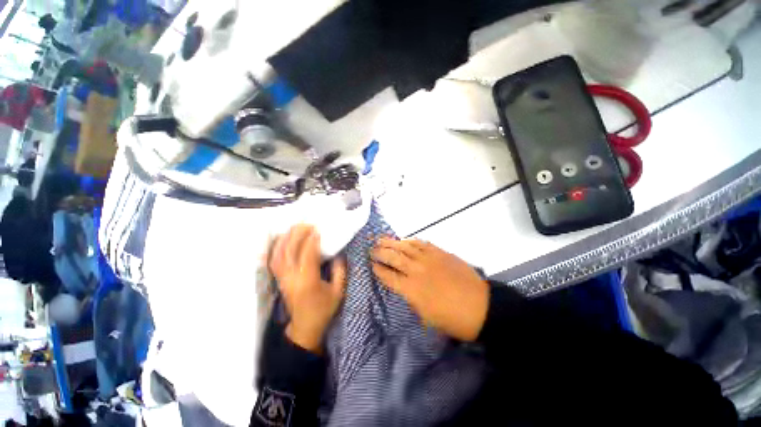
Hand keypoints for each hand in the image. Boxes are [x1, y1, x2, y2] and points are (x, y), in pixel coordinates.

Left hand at [270, 225, 346, 352]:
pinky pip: (273, 261)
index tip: (317, 229)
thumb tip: (338, 254)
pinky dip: (276, 248)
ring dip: (285, 238)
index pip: (307, 255)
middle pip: (289, 251)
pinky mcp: (279, 280)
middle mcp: (292, 278)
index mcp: (308, 281)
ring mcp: (283, 279)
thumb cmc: (324, 309)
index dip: (311, 240)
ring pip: (278, 254)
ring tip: (294, 227)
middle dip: (297, 234)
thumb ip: (339, 271)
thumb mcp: (338, 291)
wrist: (305, 327)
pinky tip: (282, 239)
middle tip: (306, 224)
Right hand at [371, 237, 488, 341]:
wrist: (481, 307)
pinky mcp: (440, 252)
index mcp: (412, 289)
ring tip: (381, 239)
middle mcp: (417, 271)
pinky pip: (421, 243)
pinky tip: (404, 240)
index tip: (372, 265)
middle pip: (394, 258)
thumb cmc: (452, 319)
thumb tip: (403, 286)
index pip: (389, 276)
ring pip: (405, 247)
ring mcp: (429, 259)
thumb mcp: (426, 316)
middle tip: (371, 249)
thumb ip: (411, 298)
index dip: (379, 270)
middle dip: (380, 253)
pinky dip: (410, 241)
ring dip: (391, 243)